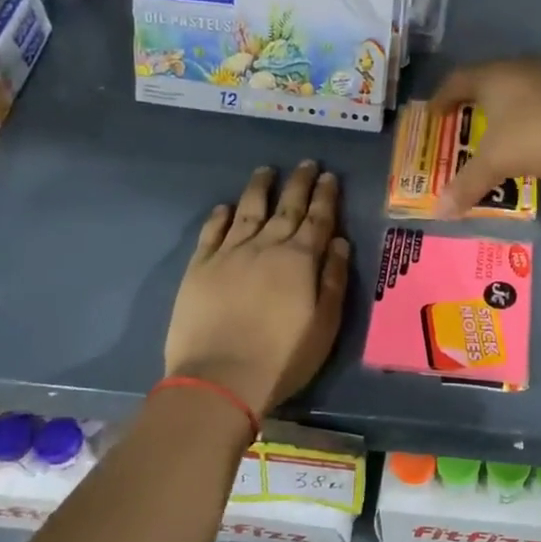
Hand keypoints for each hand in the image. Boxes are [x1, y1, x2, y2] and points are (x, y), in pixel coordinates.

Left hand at [164, 162, 351, 417]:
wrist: (220, 378)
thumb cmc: (282, 357)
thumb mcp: (325, 324)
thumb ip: (334, 280)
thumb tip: (341, 242)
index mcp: (300, 260)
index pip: (318, 219)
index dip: (325, 196)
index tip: (328, 176)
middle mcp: (266, 247)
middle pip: (286, 207)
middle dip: (298, 183)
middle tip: (306, 163)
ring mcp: (229, 254)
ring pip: (247, 211)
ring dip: (259, 189)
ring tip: (265, 171)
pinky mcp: (199, 268)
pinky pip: (211, 232)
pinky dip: (219, 217)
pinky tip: (224, 207)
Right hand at [429, 58, 540, 215]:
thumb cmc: (533, 138)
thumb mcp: (495, 163)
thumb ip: (466, 185)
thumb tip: (439, 212)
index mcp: (494, 76)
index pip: (458, 79)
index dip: (443, 96)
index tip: (435, 113)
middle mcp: (522, 67)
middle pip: (490, 77)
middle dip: (476, 98)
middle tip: (466, 117)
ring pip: (521, 85)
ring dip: (508, 103)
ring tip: (502, 126)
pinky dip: (534, 110)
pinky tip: (537, 130)